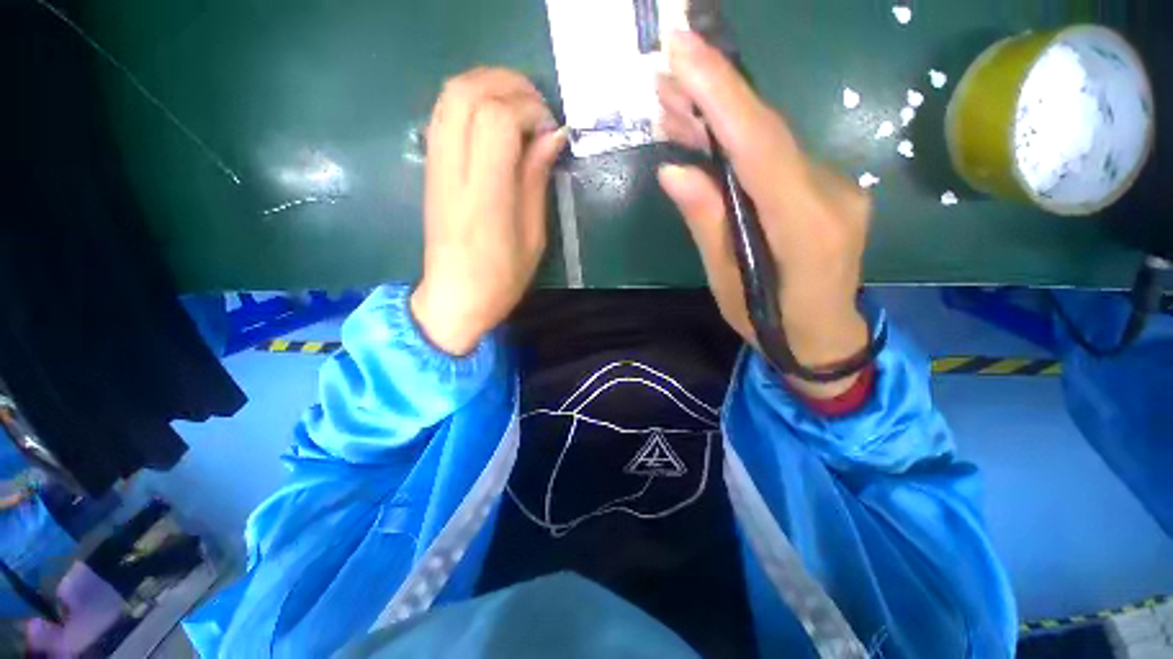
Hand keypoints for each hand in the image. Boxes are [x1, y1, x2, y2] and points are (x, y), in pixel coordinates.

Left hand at [411, 68, 567, 355]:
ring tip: (520, 110)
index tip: (551, 131)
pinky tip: (496, 123)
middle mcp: (453, 170)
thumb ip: (536, 180)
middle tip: (538, 109)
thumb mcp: (533, 237)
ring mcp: (435, 165)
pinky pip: (444, 113)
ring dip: (489, 86)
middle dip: (508, 85)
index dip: (528, 111)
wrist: (455, 297)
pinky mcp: (431, 167)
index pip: (495, 120)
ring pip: (451, 94)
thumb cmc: (501, 278)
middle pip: (467, 92)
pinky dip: (472, 102)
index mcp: (485, 196)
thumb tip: (552, 135)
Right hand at [657, 32, 871, 397]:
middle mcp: (830, 195)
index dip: (724, 96)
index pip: (761, 148)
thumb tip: (674, 169)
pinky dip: (738, 137)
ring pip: (771, 138)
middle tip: (669, 63)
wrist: (826, 337)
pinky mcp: (825, 188)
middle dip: (718, 90)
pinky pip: (776, 155)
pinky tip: (706, 127)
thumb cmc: (770, 324)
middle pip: (768, 131)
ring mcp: (835, 187)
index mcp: (805, 229)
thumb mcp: (728, 283)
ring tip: (676, 91)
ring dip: (723, 112)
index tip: (685, 53)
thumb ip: (708, 223)